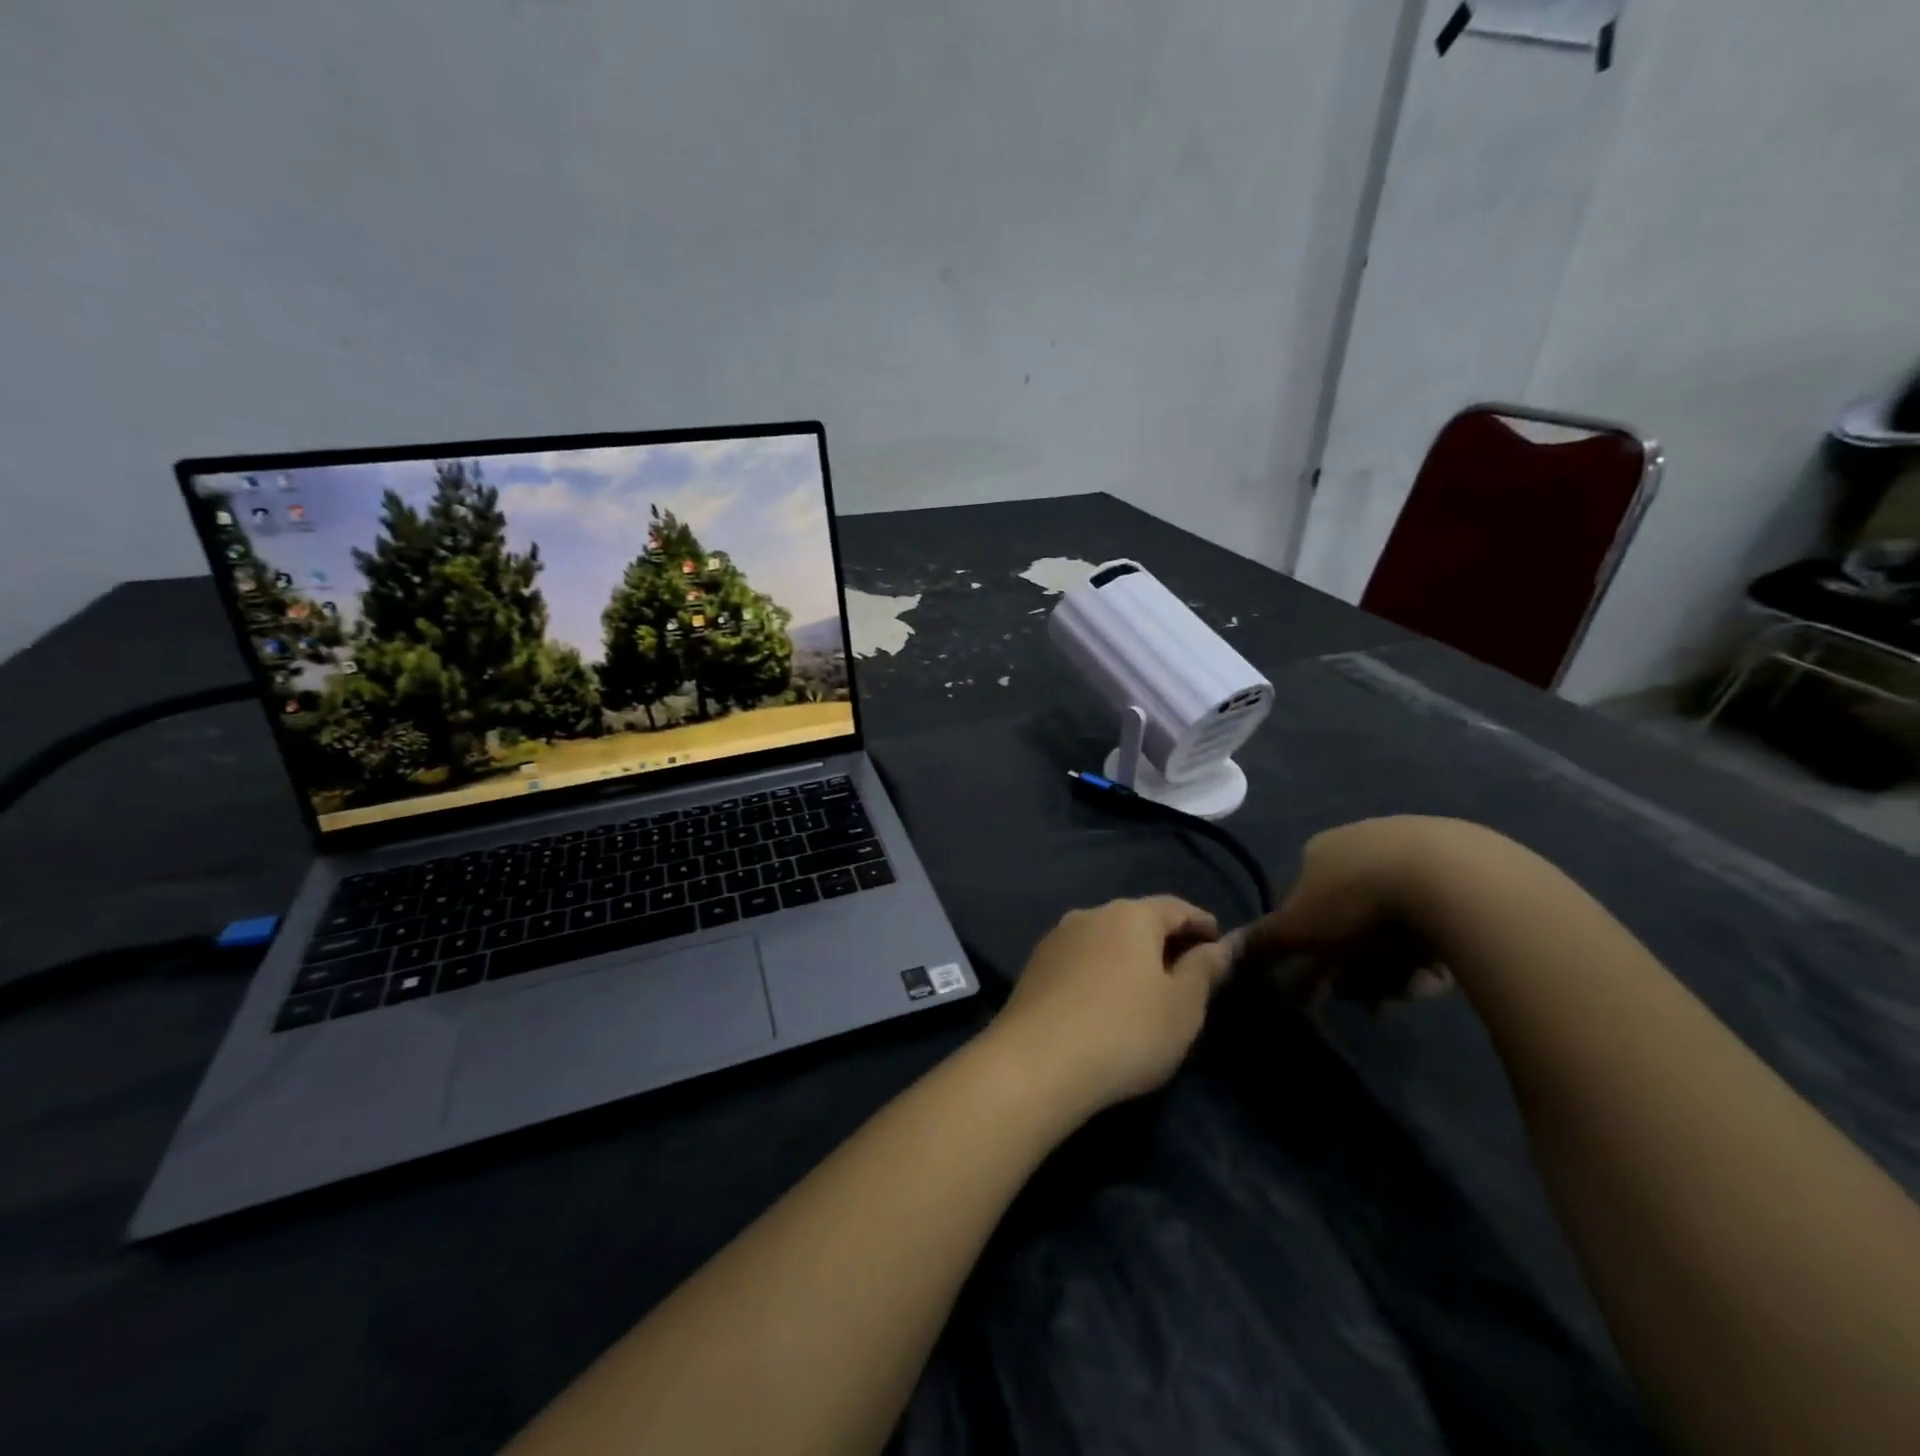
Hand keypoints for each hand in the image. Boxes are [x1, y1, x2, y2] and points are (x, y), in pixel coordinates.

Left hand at [989, 897, 1233, 1118]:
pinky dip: (1101, 970)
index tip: (1219, 942)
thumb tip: (1220, 946)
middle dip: (1164, 939)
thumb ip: (1204, 970)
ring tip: (1147, 987)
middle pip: (1136, 919)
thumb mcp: (1183, 1006)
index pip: (1175, 907)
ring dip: (1128, 956)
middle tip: (1187, 969)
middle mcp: (1089, 914)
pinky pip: (1080, 960)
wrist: (1037, 1062)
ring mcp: (1056, 939)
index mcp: (1129, 915)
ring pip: (1104, 938)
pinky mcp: (1034, 967)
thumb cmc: (1126, 1030)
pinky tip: (1106, 999)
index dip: (1201, 923)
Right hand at [1232, 817, 1462, 1008]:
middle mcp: (1363, 844)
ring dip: (1395, 967)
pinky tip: (1440, 974)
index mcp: (1320, 851)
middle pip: (1352, 920)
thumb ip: (1262, 942)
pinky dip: (1433, 951)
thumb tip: (1224, 949)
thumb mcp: (1297, 928)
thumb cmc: (1356, 900)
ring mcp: (1416, 851)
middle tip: (1371, 1004)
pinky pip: (1439, 920)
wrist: (1449, 878)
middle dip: (1357, 967)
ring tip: (1410, 991)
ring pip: (1396, 924)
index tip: (1326, 987)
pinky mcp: (1466, 867)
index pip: (1305, 905)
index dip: (1312, 950)